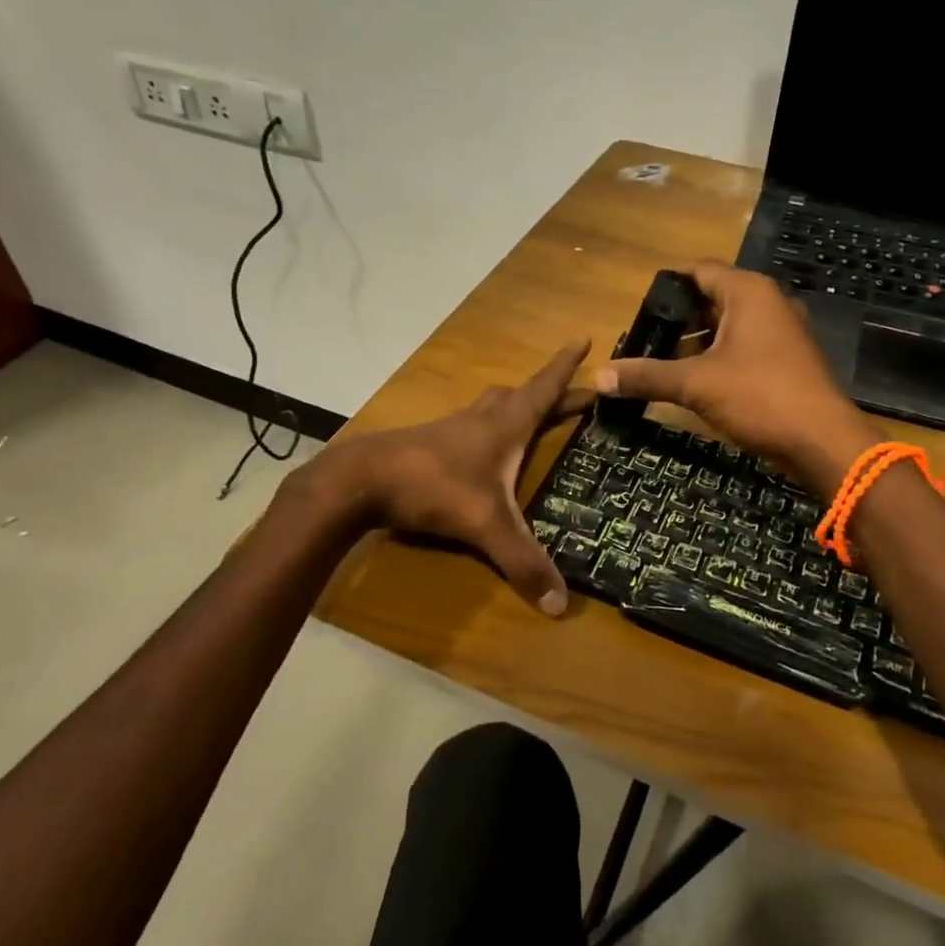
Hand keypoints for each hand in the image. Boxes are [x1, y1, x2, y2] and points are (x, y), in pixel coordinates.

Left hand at [321, 341, 593, 614]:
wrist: (361, 479)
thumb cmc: (433, 487)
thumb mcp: (485, 526)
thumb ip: (523, 562)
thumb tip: (561, 607)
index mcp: (505, 425)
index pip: (544, 388)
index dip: (566, 366)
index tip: (583, 338)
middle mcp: (482, 419)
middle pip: (521, 395)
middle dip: (550, 393)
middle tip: (574, 396)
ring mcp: (452, 428)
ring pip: (491, 406)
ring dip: (515, 406)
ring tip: (529, 418)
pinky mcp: (429, 443)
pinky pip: (469, 426)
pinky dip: (486, 428)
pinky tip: (481, 451)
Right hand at [592, 261, 875, 497]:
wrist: (823, 441)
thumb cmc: (760, 397)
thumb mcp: (695, 385)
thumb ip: (647, 376)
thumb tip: (599, 378)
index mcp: (749, 293)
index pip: (701, 270)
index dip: (669, 282)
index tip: (640, 302)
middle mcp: (770, 303)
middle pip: (715, 297)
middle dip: (681, 316)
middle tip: (648, 336)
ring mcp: (784, 332)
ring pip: (732, 324)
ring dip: (700, 339)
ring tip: (666, 360)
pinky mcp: (789, 360)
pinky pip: (747, 346)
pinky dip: (721, 356)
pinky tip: (699, 380)